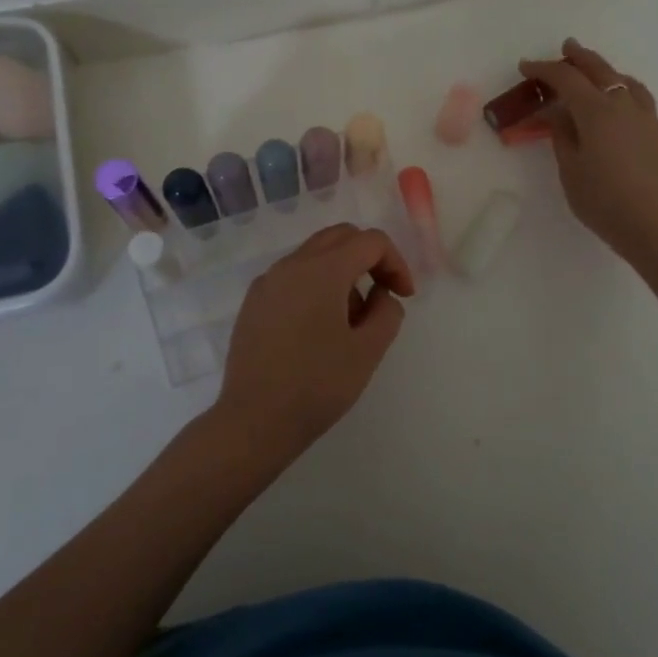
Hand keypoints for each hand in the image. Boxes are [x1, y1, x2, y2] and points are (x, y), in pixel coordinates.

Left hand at [212, 224, 415, 466]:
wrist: (253, 420)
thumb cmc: (316, 385)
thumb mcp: (367, 351)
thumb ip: (387, 312)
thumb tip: (380, 295)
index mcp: (322, 270)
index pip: (370, 241)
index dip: (396, 262)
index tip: (404, 297)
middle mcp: (291, 265)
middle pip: (340, 236)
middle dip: (369, 257)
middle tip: (383, 294)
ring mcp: (267, 282)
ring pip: (314, 254)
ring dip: (342, 272)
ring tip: (350, 320)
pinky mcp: (253, 302)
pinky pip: (292, 277)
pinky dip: (315, 285)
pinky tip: (317, 328)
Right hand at [519, 39, 657, 265]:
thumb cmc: (605, 200)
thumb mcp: (570, 170)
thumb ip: (563, 137)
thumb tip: (560, 114)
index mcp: (596, 111)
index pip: (566, 78)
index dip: (544, 69)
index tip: (526, 67)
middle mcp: (624, 106)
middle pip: (600, 70)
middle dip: (580, 57)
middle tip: (567, 47)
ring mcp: (648, 119)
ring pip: (628, 83)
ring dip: (609, 72)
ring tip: (599, 74)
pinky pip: (642, 104)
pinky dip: (627, 96)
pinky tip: (623, 113)